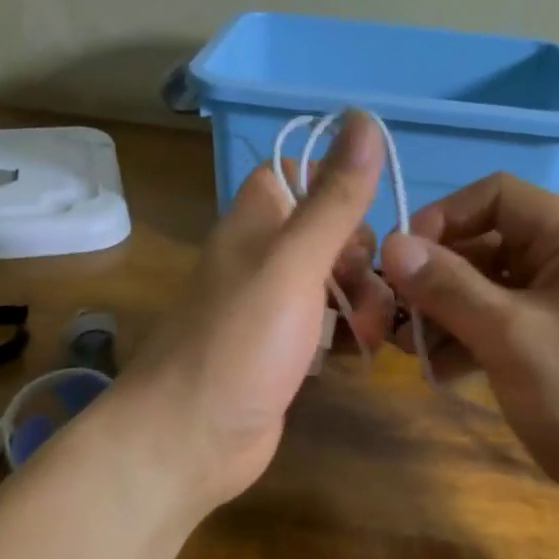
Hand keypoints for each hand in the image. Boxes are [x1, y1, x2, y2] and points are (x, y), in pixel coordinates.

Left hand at [116, 114, 394, 508]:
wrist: (189, 439)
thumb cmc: (240, 342)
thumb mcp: (294, 263)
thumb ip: (332, 197)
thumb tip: (364, 118)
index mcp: (255, 223)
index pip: (295, 175)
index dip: (333, 187)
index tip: (363, 217)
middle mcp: (260, 258)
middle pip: (326, 232)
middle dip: (360, 257)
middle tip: (368, 290)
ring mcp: (270, 307)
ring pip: (332, 282)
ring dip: (363, 301)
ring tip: (368, 336)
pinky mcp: (282, 350)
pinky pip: (326, 327)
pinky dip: (346, 336)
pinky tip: (358, 357)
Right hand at [380, 174, 558, 526]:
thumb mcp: (512, 337)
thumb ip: (449, 287)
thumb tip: (391, 243)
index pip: (497, 195)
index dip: (443, 217)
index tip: (402, 262)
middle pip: (490, 242)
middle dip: (438, 276)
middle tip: (395, 316)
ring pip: (494, 288)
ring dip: (449, 312)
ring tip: (411, 349)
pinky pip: (509, 324)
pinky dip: (474, 339)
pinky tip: (443, 372)